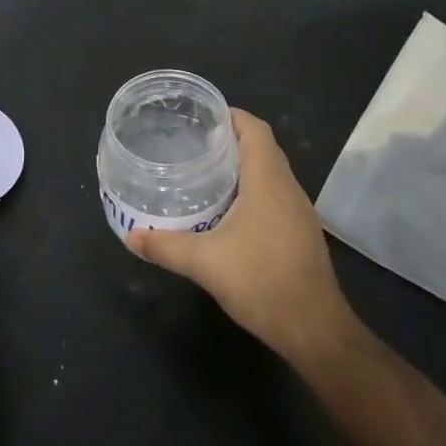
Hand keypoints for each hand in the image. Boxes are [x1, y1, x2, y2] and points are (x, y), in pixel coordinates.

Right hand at [126, 110, 358, 363]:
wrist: (314, 329)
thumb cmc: (262, 282)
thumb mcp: (205, 263)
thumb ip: (166, 246)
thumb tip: (131, 236)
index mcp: (268, 180)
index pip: (255, 129)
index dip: (230, 116)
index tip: (201, 117)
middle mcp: (288, 188)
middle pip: (262, 147)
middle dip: (230, 139)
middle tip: (193, 143)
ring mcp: (299, 211)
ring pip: (270, 172)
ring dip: (242, 166)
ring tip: (205, 172)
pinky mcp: (301, 232)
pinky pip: (275, 195)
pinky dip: (252, 190)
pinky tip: (228, 210)